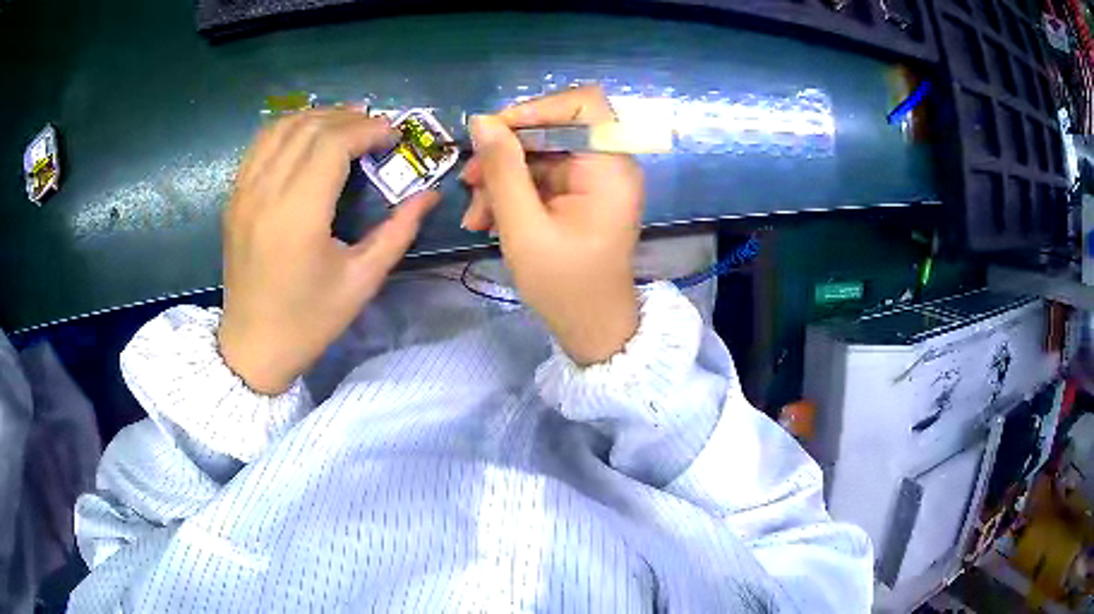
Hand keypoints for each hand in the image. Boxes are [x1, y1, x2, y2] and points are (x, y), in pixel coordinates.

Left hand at [219, 109, 438, 393]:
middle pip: (309, 127)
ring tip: (346, 125)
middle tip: (375, 128)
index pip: (332, 144)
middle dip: (348, 117)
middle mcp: (266, 193)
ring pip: (282, 127)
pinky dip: (289, 129)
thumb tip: (430, 195)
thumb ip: (398, 231)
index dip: (367, 129)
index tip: (393, 135)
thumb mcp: (362, 281)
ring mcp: (244, 192)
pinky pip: (261, 144)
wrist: (252, 346)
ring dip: (318, 117)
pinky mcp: (234, 197)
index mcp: (298, 215)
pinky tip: (308, 138)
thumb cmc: (309, 320)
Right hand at [461, 86, 642, 364]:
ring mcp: (593, 180)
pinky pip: (542, 178)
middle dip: (506, 152)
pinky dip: (512, 193)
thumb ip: (502, 170)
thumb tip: (481, 121)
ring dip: (501, 178)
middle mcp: (608, 164)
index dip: (536, 109)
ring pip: (540, 155)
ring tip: (473, 214)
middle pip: (554, 129)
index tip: (494, 133)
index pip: (583, 104)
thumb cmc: (565, 286)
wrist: (592, 328)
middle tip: (468, 180)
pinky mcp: (580, 195)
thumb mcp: (524, 228)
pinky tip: (486, 219)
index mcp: (610, 166)